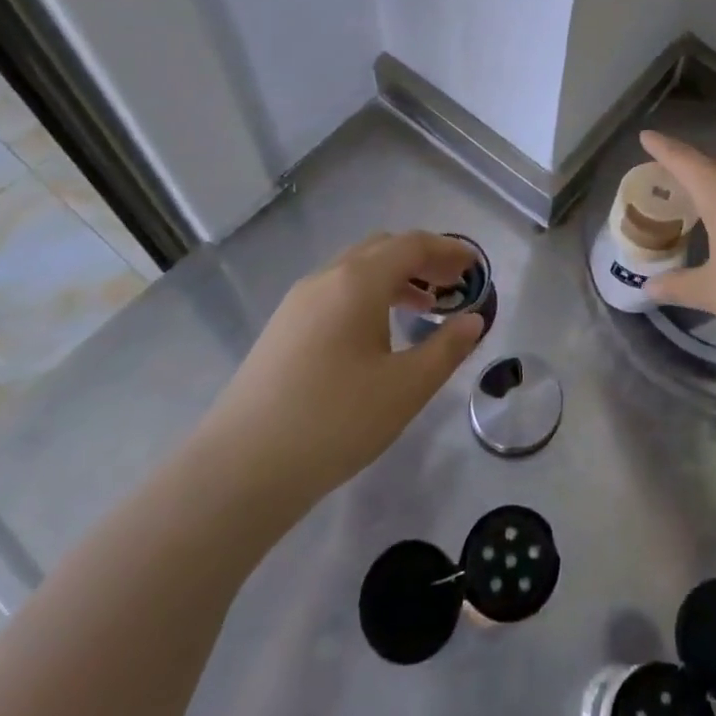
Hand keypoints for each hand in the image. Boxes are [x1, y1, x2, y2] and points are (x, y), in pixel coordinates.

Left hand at [193, 231, 484, 525]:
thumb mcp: (405, 388)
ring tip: (425, 308)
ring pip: (356, 269)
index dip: (449, 251)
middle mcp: (326, 278)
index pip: (412, 245)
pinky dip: (369, 294)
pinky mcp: (282, 328)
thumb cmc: (334, 422)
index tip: (476, 268)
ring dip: (396, 277)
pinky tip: (378, 333)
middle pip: (383, 248)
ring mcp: (298, 302)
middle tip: (453, 285)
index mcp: (358, 281)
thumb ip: (447, 349)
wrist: (239, 470)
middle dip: (423, 259)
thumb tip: (474, 320)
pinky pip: (336, 291)